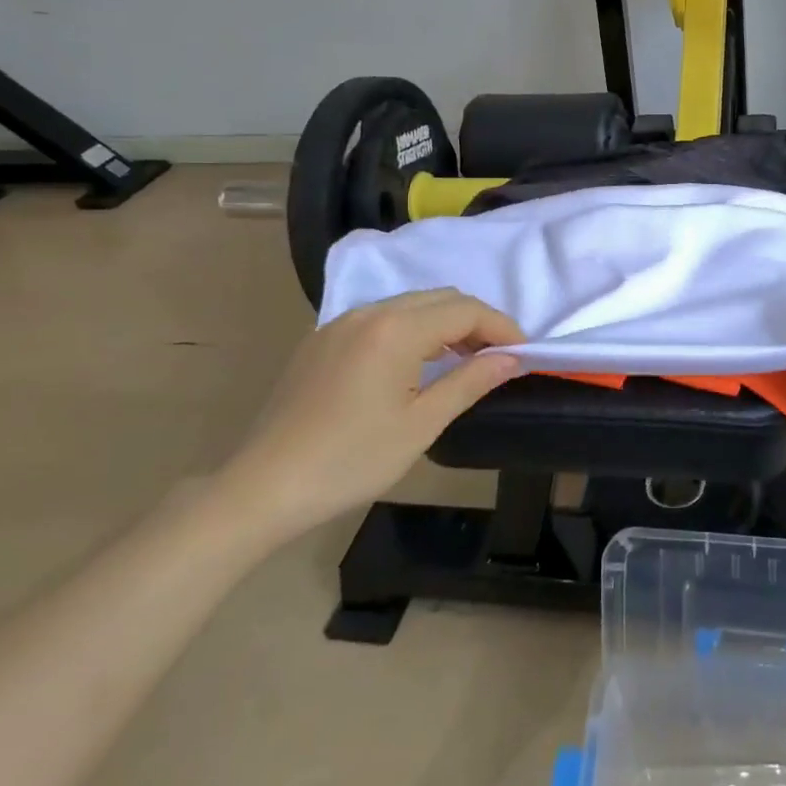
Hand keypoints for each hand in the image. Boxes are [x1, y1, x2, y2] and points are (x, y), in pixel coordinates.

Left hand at [213, 290, 523, 543]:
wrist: (262, 487)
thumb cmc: (351, 460)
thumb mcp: (421, 425)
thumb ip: (470, 382)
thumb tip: (511, 358)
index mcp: (396, 330)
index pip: (465, 310)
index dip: (501, 327)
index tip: (523, 352)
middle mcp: (369, 312)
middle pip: (440, 298)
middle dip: (476, 321)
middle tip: (496, 357)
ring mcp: (341, 323)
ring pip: (410, 304)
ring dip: (444, 323)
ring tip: (462, 360)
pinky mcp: (322, 340)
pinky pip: (381, 318)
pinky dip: (412, 329)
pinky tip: (414, 364)